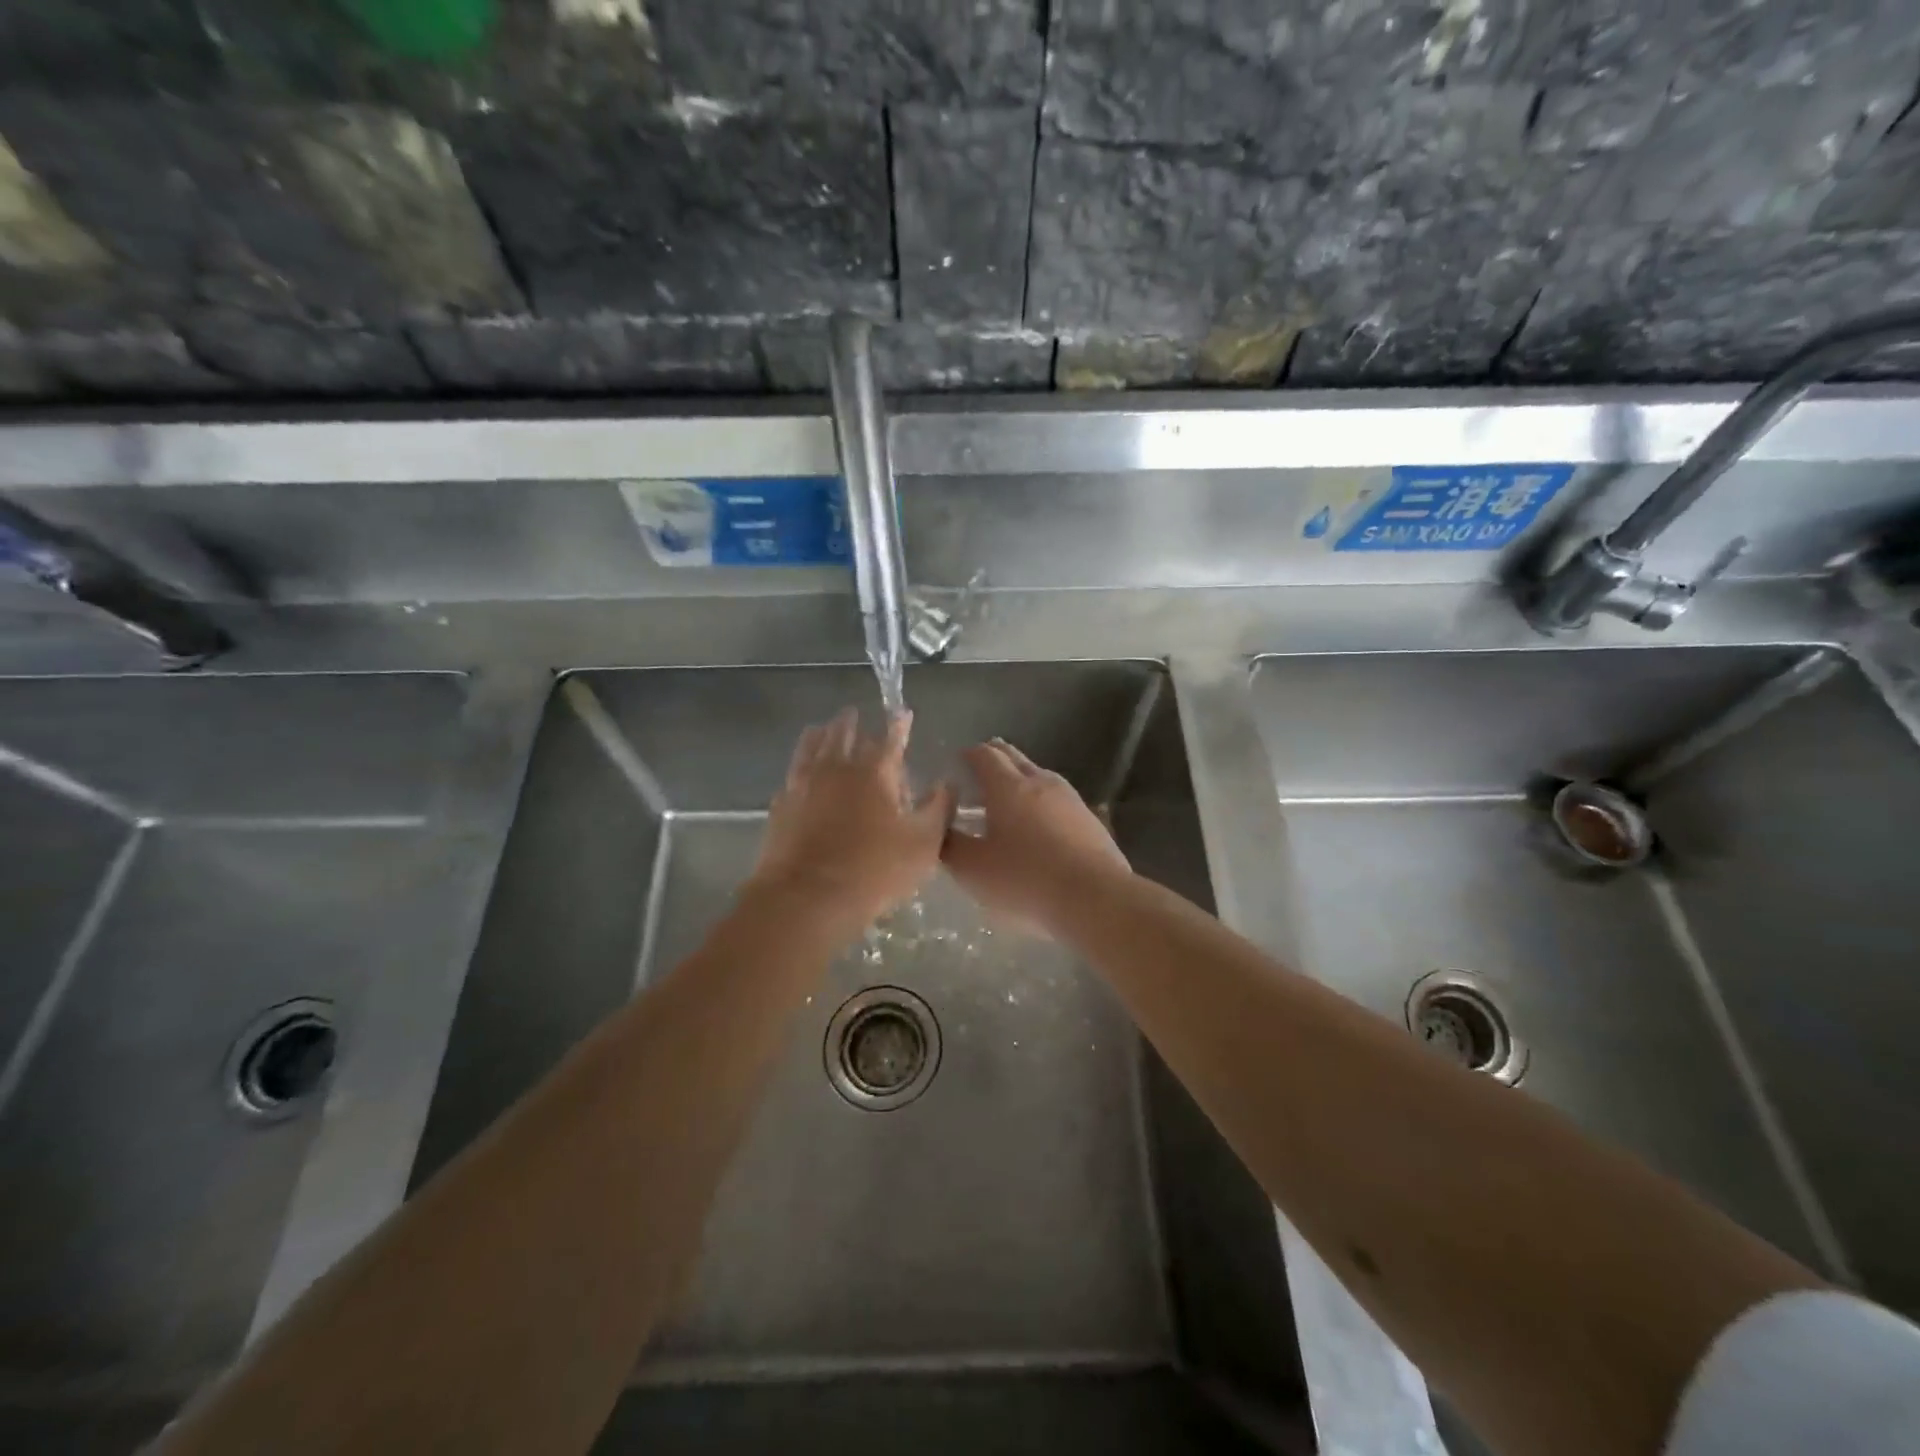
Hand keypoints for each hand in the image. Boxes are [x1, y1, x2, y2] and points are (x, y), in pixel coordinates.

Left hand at [749, 707, 954, 935]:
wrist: (807, 898)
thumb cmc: (874, 870)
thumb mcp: (923, 844)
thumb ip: (939, 809)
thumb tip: (948, 783)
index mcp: (875, 772)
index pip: (891, 738)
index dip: (899, 725)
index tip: (903, 713)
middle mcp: (837, 768)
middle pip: (843, 734)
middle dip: (851, 722)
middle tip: (854, 713)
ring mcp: (803, 785)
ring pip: (811, 748)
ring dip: (820, 734)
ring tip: (822, 728)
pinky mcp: (781, 806)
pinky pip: (791, 776)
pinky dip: (798, 766)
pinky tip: (798, 773)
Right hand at [942, 738, 1131, 935]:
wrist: (1094, 897)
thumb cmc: (1025, 879)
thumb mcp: (973, 870)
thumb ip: (951, 846)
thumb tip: (941, 828)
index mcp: (1008, 786)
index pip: (985, 755)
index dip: (969, 754)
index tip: (958, 761)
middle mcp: (1041, 782)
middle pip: (1014, 758)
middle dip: (995, 758)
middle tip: (979, 770)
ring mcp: (1070, 799)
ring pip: (1040, 776)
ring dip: (1020, 780)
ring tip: (1007, 799)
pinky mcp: (1090, 820)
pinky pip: (1058, 800)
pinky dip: (1042, 803)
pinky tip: (1040, 825)